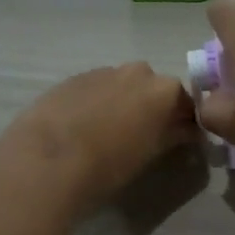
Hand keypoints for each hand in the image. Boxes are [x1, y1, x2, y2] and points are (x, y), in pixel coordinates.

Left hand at [0, 63, 196, 210]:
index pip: (186, 104)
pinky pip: (97, 89)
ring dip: (124, 103)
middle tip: (145, 136)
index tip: (182, 140)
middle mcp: (137, 72)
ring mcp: (103, 71)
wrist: (48, 158)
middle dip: (153, 108)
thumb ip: (173, 136)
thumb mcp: (150, 153)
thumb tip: (186, 131)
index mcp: (164, 90)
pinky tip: (86, 126)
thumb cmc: (109, 163)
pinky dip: (98, 103)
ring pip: (123, 86)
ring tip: (111, 132)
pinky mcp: (73, 78)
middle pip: (153, 89)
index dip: (185, 123)